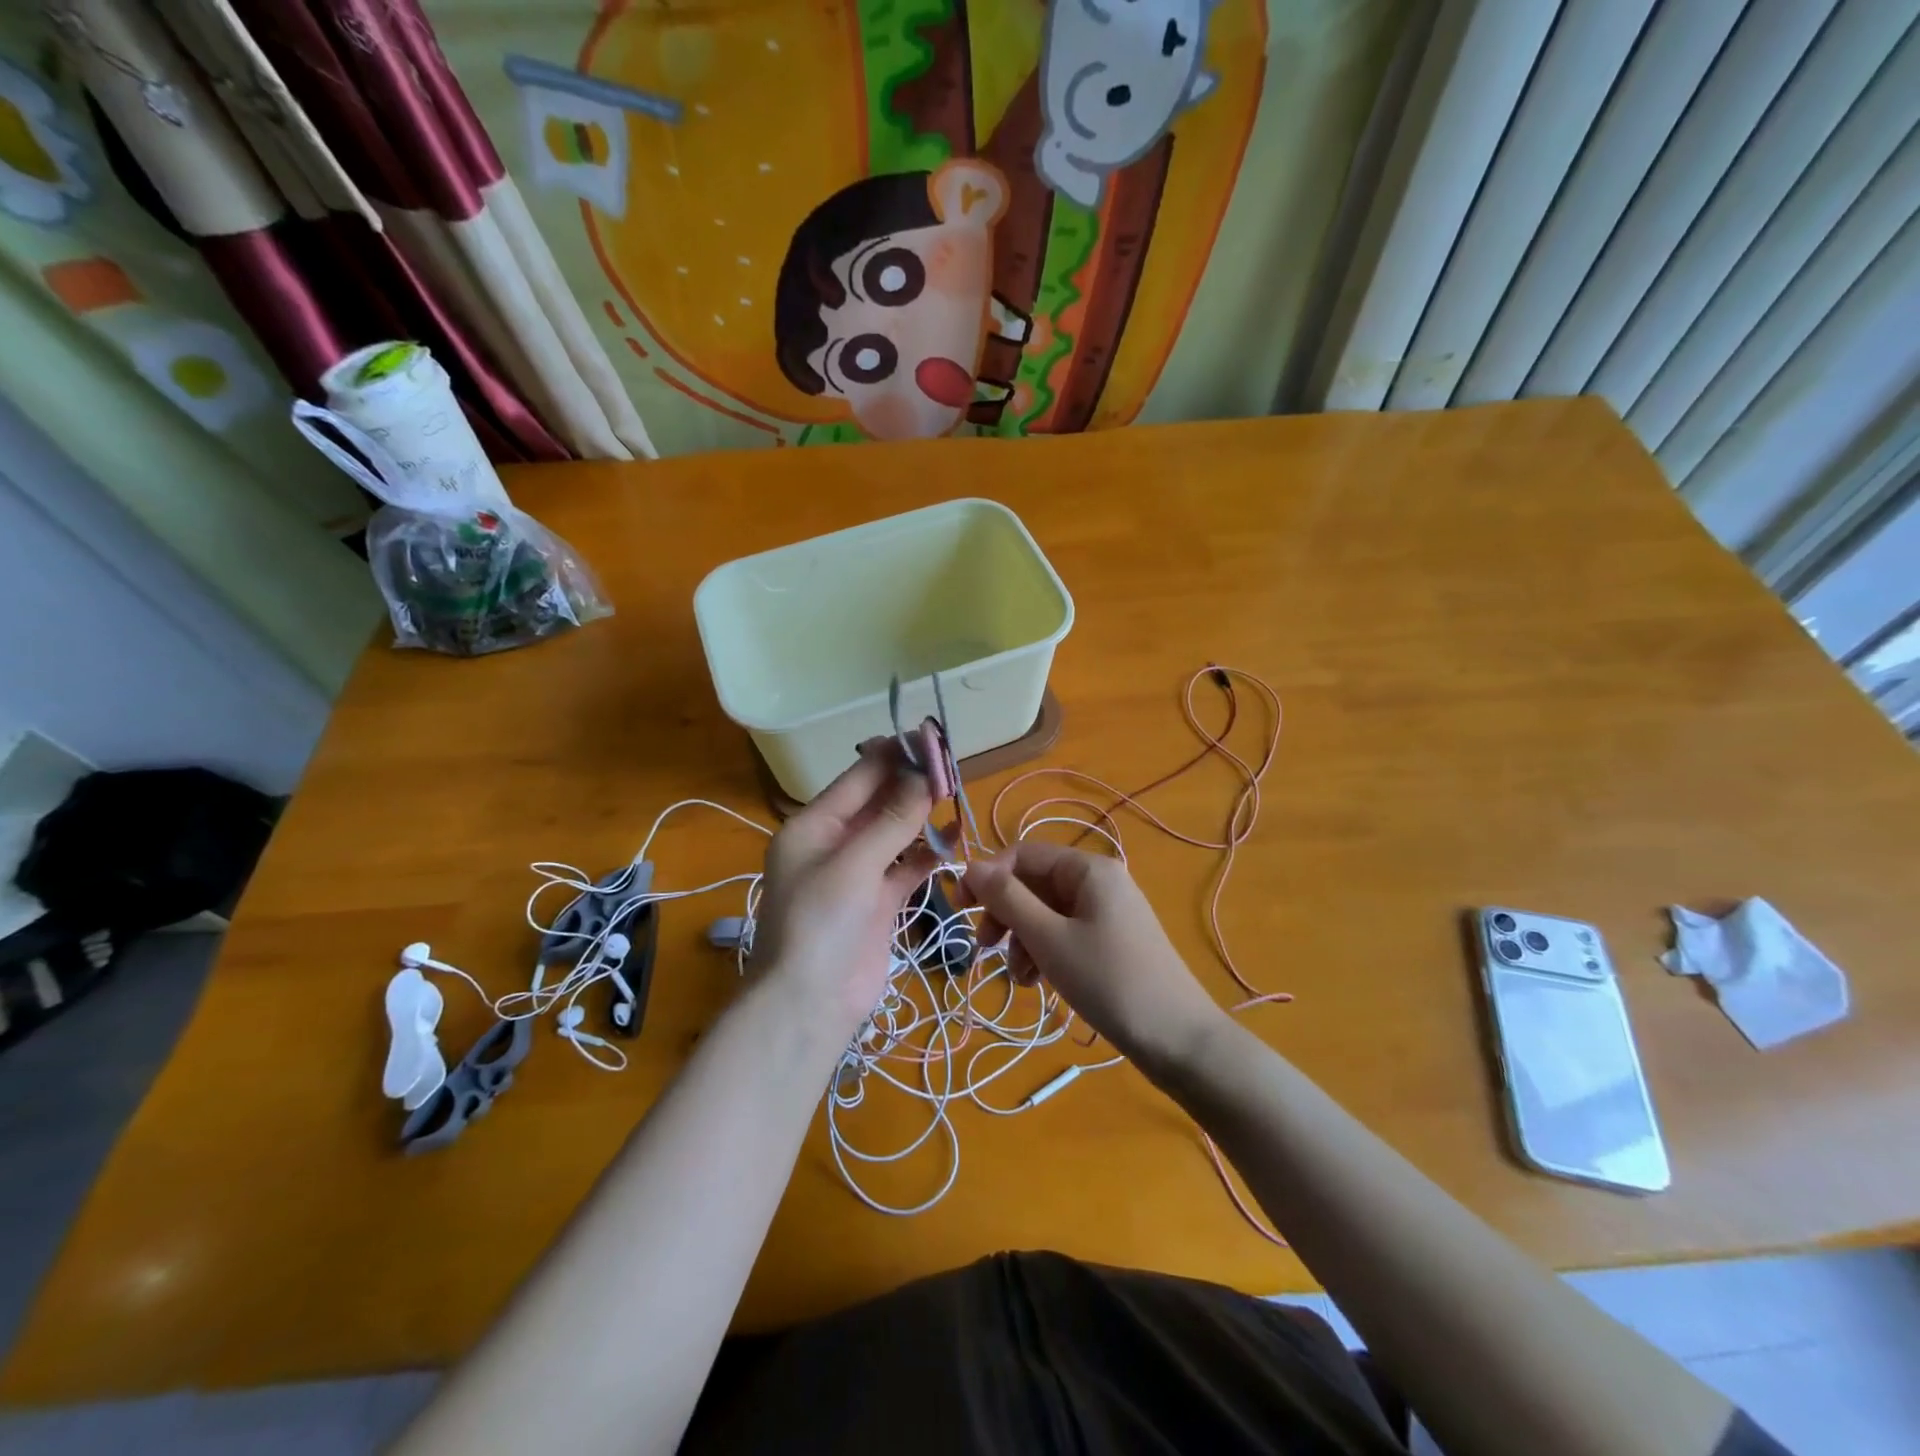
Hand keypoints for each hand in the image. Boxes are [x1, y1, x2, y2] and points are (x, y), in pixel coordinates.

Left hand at [750, 739, 936, 1043]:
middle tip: (952, 765)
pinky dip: (928, 854)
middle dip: (911, 784)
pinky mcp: (878, 902)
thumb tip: (923, 774)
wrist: (809, 1006)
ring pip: (895, 833)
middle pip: (877, 802)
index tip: (931, 740)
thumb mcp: (853, 865)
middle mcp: (834, 843)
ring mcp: (857, 873)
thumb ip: (891, 820)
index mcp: (813, 826)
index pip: (858, 778)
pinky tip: (955, 838)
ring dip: (921, 816)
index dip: (894, 757)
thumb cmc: (819, 924)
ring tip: (955, 793)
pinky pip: (907, 867)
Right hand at [964, 843, 1228, 1073]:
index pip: (1023, 855)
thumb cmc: (1108, 981)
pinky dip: (1045, 952)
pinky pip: (1065, 933)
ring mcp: (1108, 911)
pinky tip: (1038, 983)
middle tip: (986, 948)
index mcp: (1088, 868)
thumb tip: (971, 865)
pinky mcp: (1111, 940)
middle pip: (1034, 884)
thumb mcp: (1049, 939)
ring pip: (1046, 912)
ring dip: (1023, 940)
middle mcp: (1099, 881)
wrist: (1177, 1039)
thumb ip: (1007, 899)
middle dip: (1006, 915)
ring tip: (1020, 979)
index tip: (959, 908)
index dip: (988, 877)